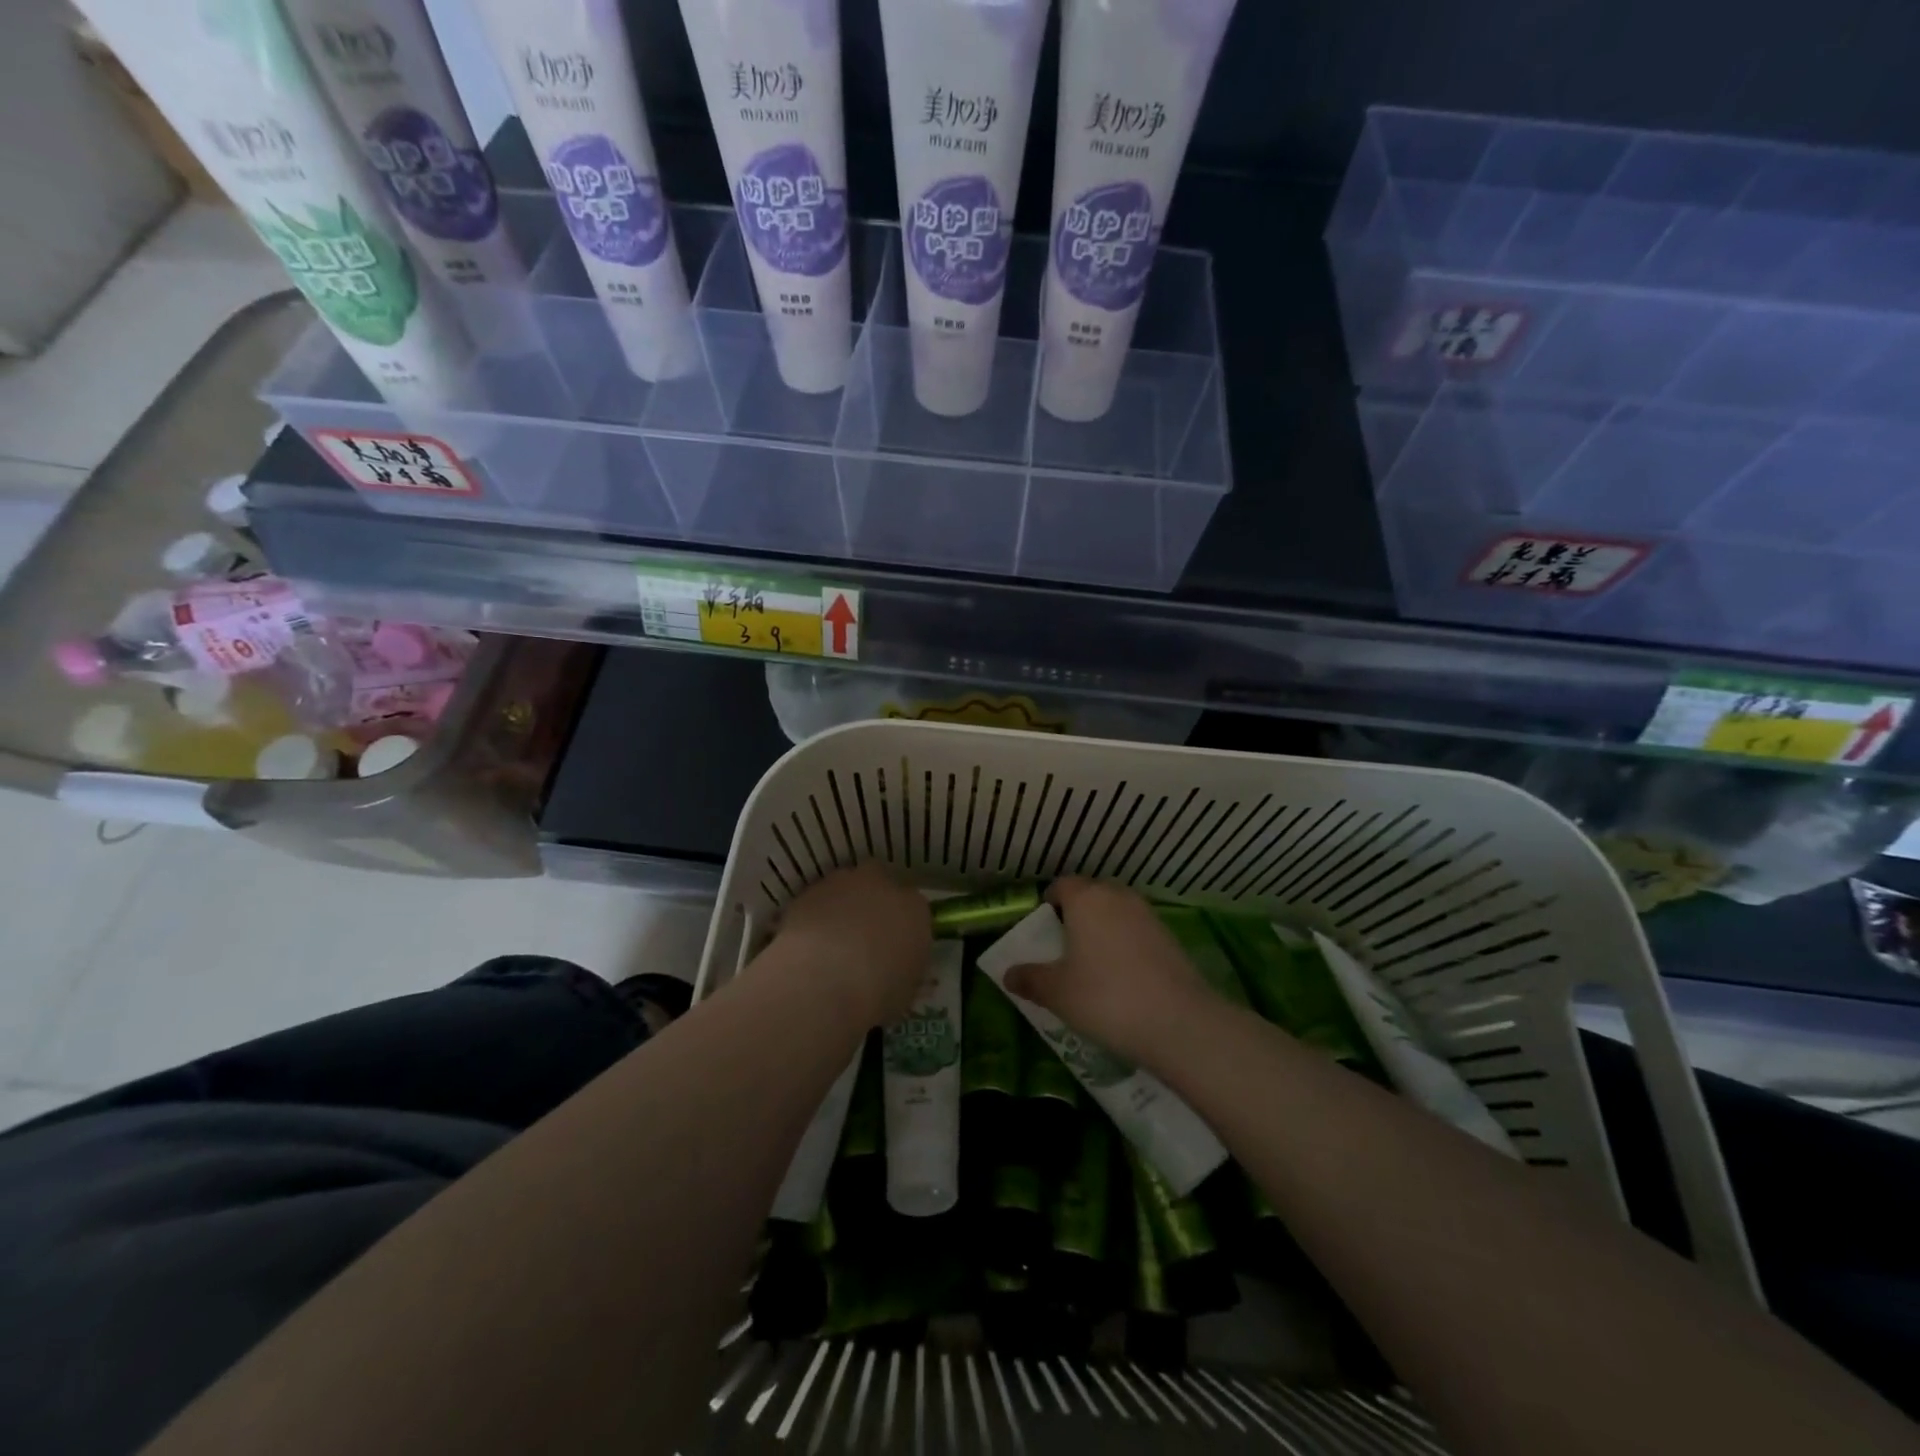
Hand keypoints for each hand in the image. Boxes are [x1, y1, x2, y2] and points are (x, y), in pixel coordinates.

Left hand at [769, 864, 931, 1026]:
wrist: (825, 982)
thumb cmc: (878, 992)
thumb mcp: (906, 992)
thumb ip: (905, 971)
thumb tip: (897, 971)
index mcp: (915, 908)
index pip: (914, 908)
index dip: (901, 926)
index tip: (893, 947)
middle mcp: (881, 885)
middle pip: (878, 883)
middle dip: (871, 902)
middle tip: (861, 936)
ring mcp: (842, 884)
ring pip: (844, 887)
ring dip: (840, 906)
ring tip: (830, 943)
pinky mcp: (808, 892)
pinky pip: (815, 903)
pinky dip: (813, 918)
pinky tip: (807, 945)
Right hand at [1003, 879, 1213, 1067]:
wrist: (1178, 1022)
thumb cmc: (1104, 998)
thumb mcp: (1057, 992)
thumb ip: (1030, 979)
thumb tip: (1008, 973)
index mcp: (1086, 898)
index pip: (1061, 885)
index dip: (1049, 904)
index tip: (1042, 930)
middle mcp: (1118, 896)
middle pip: (1091, 895)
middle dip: (1077, 915)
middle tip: (1065, 947)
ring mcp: (1148, 915)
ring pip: (1116, 913)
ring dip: (1103, 930)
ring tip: (1093, 965)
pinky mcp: (1170, 937)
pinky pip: (1137, 932)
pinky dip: (1126, 946)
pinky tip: (1123, 978)